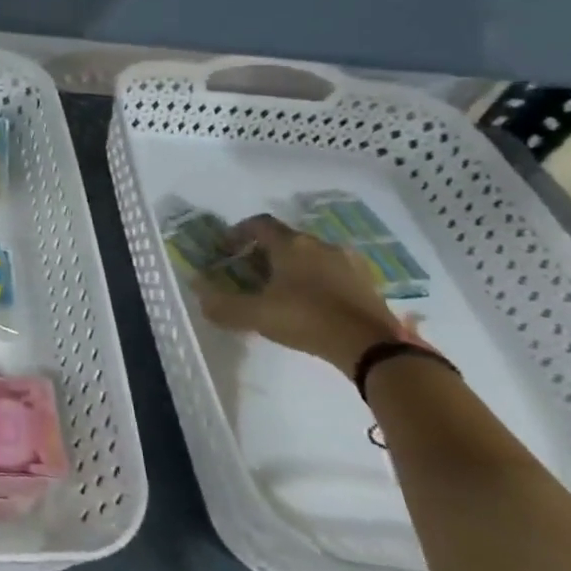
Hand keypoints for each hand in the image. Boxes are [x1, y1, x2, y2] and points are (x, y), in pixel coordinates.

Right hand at [190, 214, 417, 377]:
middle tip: (249, 274)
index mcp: (290, 244)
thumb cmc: (307, 319)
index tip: (226, 249)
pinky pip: (331, 273)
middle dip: (263, 253)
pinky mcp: (366, 283)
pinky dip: (315, 281)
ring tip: (279, 291)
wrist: (372, 346)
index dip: (238, 233)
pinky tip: (310, 305)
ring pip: (310, 256)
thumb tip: (198, 293)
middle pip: (284, 239)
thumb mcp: (257, 315)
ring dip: (291, 267)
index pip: (259, 224)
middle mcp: (319, 244)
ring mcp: (347, 262)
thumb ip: (223, 305)